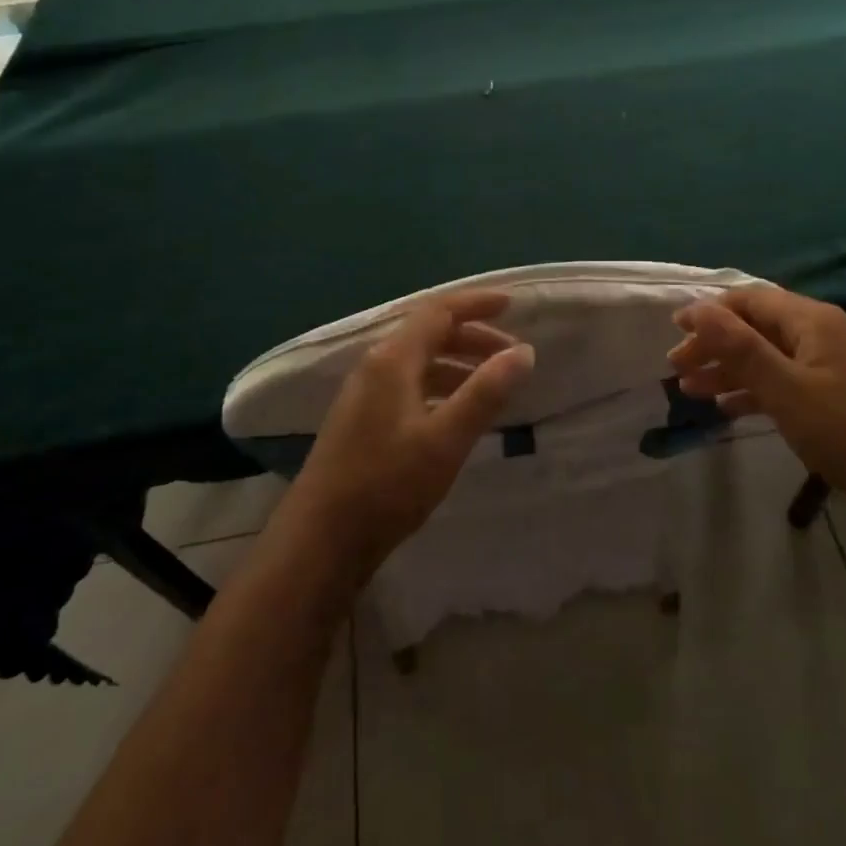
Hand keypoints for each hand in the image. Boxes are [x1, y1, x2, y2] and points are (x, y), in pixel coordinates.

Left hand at [285, 290, 534, 573]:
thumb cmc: (386, 485)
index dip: (476, 303)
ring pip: (420, 362)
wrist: (321, 541)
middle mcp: (375, 367)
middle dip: (474, 337)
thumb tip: (524, 352)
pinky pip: (410, 385)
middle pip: (429, 334)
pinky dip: (441, 387)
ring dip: (459, 364)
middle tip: (513, 355)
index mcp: (392, 360)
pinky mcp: (363, 421)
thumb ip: (485, 392)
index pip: (438, 312)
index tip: (512, 305)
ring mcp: (365, 395)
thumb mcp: (446, 439)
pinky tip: (457, 413)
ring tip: (493, 385)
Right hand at [669, 286, 845, 505]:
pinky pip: (778, 381)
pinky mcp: (826, 395)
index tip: (673, 330)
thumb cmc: (844, 430)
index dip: (710, 310)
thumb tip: (697, 308)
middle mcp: (817, 334)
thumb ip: (740, 347)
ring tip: (689, 389)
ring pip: (764, 356)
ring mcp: (823, 366)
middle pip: (754, 327)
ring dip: (726, 369)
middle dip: (714, 344)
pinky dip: (750, 390)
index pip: (750, 300)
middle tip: (676, 367)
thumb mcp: (786, 388)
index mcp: (811, 321)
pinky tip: (724, 407)